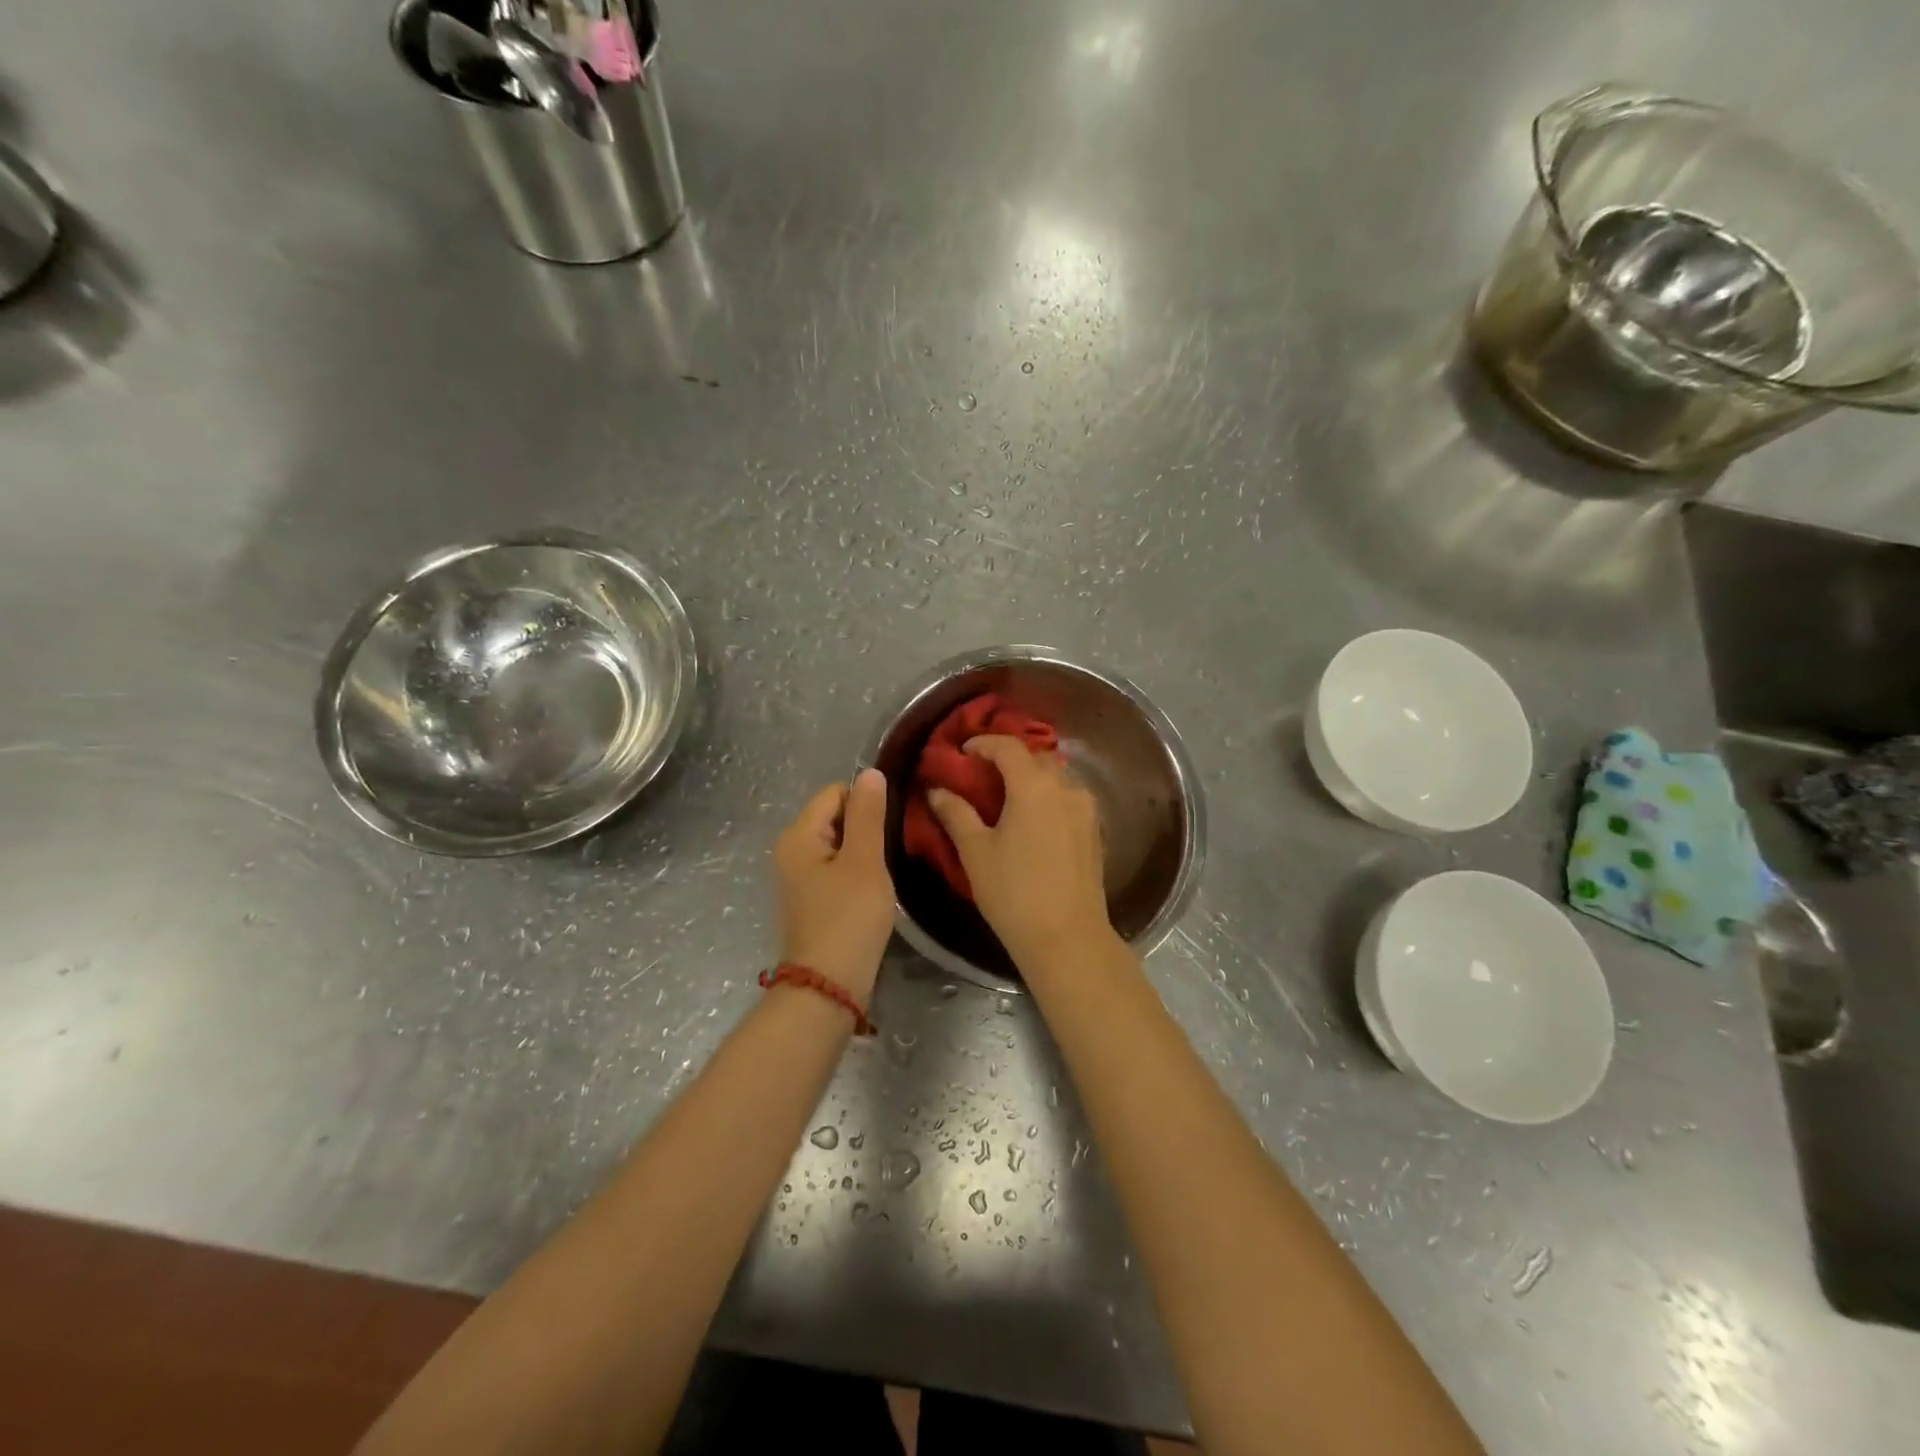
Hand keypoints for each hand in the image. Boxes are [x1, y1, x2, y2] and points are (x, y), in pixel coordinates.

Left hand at [774, 769, 895, 1002]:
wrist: (829, 985)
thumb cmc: (848, 918)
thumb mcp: (865, 861)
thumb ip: (868, 815)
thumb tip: (870, 772)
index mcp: (799, 835)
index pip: (836, 792)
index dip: (866, 802)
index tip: (892, 825)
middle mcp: (793, 850)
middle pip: (836, 816)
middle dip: (867, 827)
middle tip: (894, 848)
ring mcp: (801, 877)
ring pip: (841, 844)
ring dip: (865, 851)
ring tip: (887, 870)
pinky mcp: (814, 899)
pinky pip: (838, 868)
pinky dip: (858, 872)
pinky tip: (875, 890)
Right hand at [927, 736, 1112, 970]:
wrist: (1067, 938)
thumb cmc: (1013, 892)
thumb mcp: (975, 851)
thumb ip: (956, 813)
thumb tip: (937, 790)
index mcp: (1034, 786)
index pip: (1008, 747)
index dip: (983, 743)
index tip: (963, 751)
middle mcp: (1065, 788)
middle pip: (1036, 758)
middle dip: (1009, 758)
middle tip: (983, 772)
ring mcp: (1086, 809)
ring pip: (1056, 778)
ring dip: (1031, 777)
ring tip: (1007, 796)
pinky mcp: (1095, 831)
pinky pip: (1068, 799)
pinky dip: (1047, 797)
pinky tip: (1032, 820)